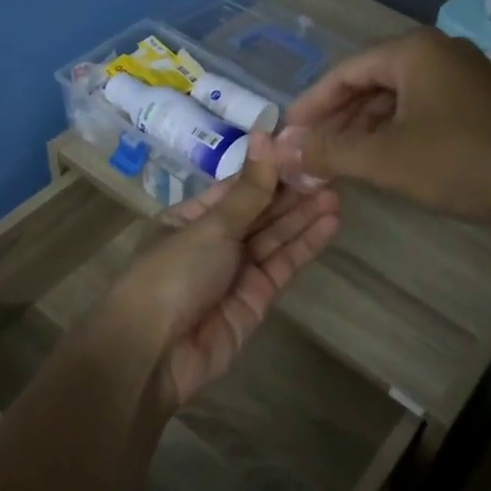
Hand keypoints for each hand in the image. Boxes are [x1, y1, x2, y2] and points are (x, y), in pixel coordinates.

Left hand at [97, 130, 341, 409]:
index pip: (238, 187)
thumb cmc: (172, 274)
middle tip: (331, 170)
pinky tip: (330, 222)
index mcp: (191, 217)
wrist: (153, 354)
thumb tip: (266, 135)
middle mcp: (214, 241)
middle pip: (259, 211)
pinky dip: (305, 244)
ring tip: (338, 192)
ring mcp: (236, 271)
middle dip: (292, 192)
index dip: (269, 169)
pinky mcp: (256, 299)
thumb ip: (248, 189)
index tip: (304, 149)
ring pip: (275, 237)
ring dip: (304, 216)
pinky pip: (283, 265)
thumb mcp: (210, 226)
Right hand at [276, 28, 490, 228]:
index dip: (310, 105)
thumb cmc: (464, 162)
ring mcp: (462, 77)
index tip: (285, 135)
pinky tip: (380, 161)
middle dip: (336, 120)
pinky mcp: (478, 103)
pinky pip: (420, 111)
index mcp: (412, 51)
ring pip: (395, 99)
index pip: (343, 71)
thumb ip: (329, 151)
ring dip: (363, 129)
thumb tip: (280, 148)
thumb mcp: (386, 159)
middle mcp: (436, 53)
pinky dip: (394, 134)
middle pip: (369, 82)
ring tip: (336, 162)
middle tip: (307, 152)